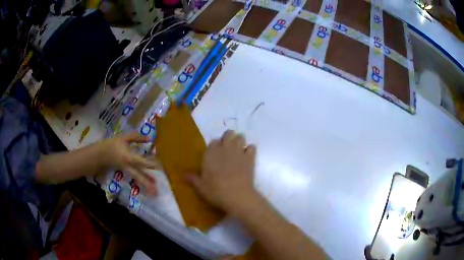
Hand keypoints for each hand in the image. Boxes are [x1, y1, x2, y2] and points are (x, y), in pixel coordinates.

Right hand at [99, 132, 160, 194]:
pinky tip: (148, 185)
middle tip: (157, 191)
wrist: (101, 154)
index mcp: (129, 157)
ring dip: (146, 185)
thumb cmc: (112, 144)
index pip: (142, 161)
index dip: (150, 163)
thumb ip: (136, 137)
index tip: (159, 166)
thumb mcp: (124, 138)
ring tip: (154, 192)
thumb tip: (149, 138)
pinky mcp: (126, 172)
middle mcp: (129, 166)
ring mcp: (127, 170)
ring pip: (138, 178)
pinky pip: (135, 177)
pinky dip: (142, 181)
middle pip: (140, 176)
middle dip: (148, 183)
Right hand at [187, 130, 258, 214]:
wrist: (236, 195)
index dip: (215, 146)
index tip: (215, 152)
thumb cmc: (215, 191)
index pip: (213, 141)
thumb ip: (193, 179)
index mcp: (211, 153)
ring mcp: (239, 152)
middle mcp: (225, 149)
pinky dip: (250, 150)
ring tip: (239, 149)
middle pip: (228, 134)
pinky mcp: (250, 158)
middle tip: (228, 147)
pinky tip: (248, 156)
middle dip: (229, 138)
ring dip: (240, 141)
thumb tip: (184, 176)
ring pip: (241, 137)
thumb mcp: (200, 187)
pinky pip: (252, 147)